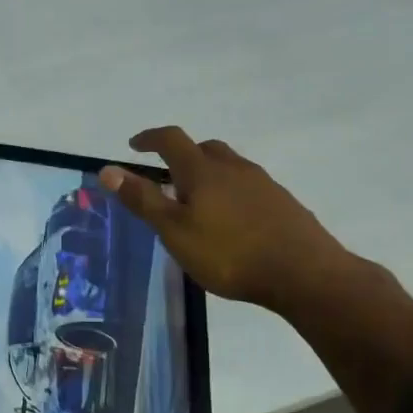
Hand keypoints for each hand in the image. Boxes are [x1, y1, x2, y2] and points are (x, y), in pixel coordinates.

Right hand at [99, 127, 357, 311]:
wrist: (304, 274)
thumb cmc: (229, 253)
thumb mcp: (174, 230)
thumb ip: (142, 199)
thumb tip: (107, 169)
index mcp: (203, 171)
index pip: (171, 140)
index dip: (149, 139)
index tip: (133, 146)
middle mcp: (234, 168)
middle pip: (204, 149)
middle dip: (180, 156)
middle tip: (165, 178)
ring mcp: (262, 184)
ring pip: (228, 167)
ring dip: (207, 174)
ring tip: (195, 202)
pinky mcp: (282, 203)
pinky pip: (246, 186)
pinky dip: (229, 192)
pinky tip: (229, 221)